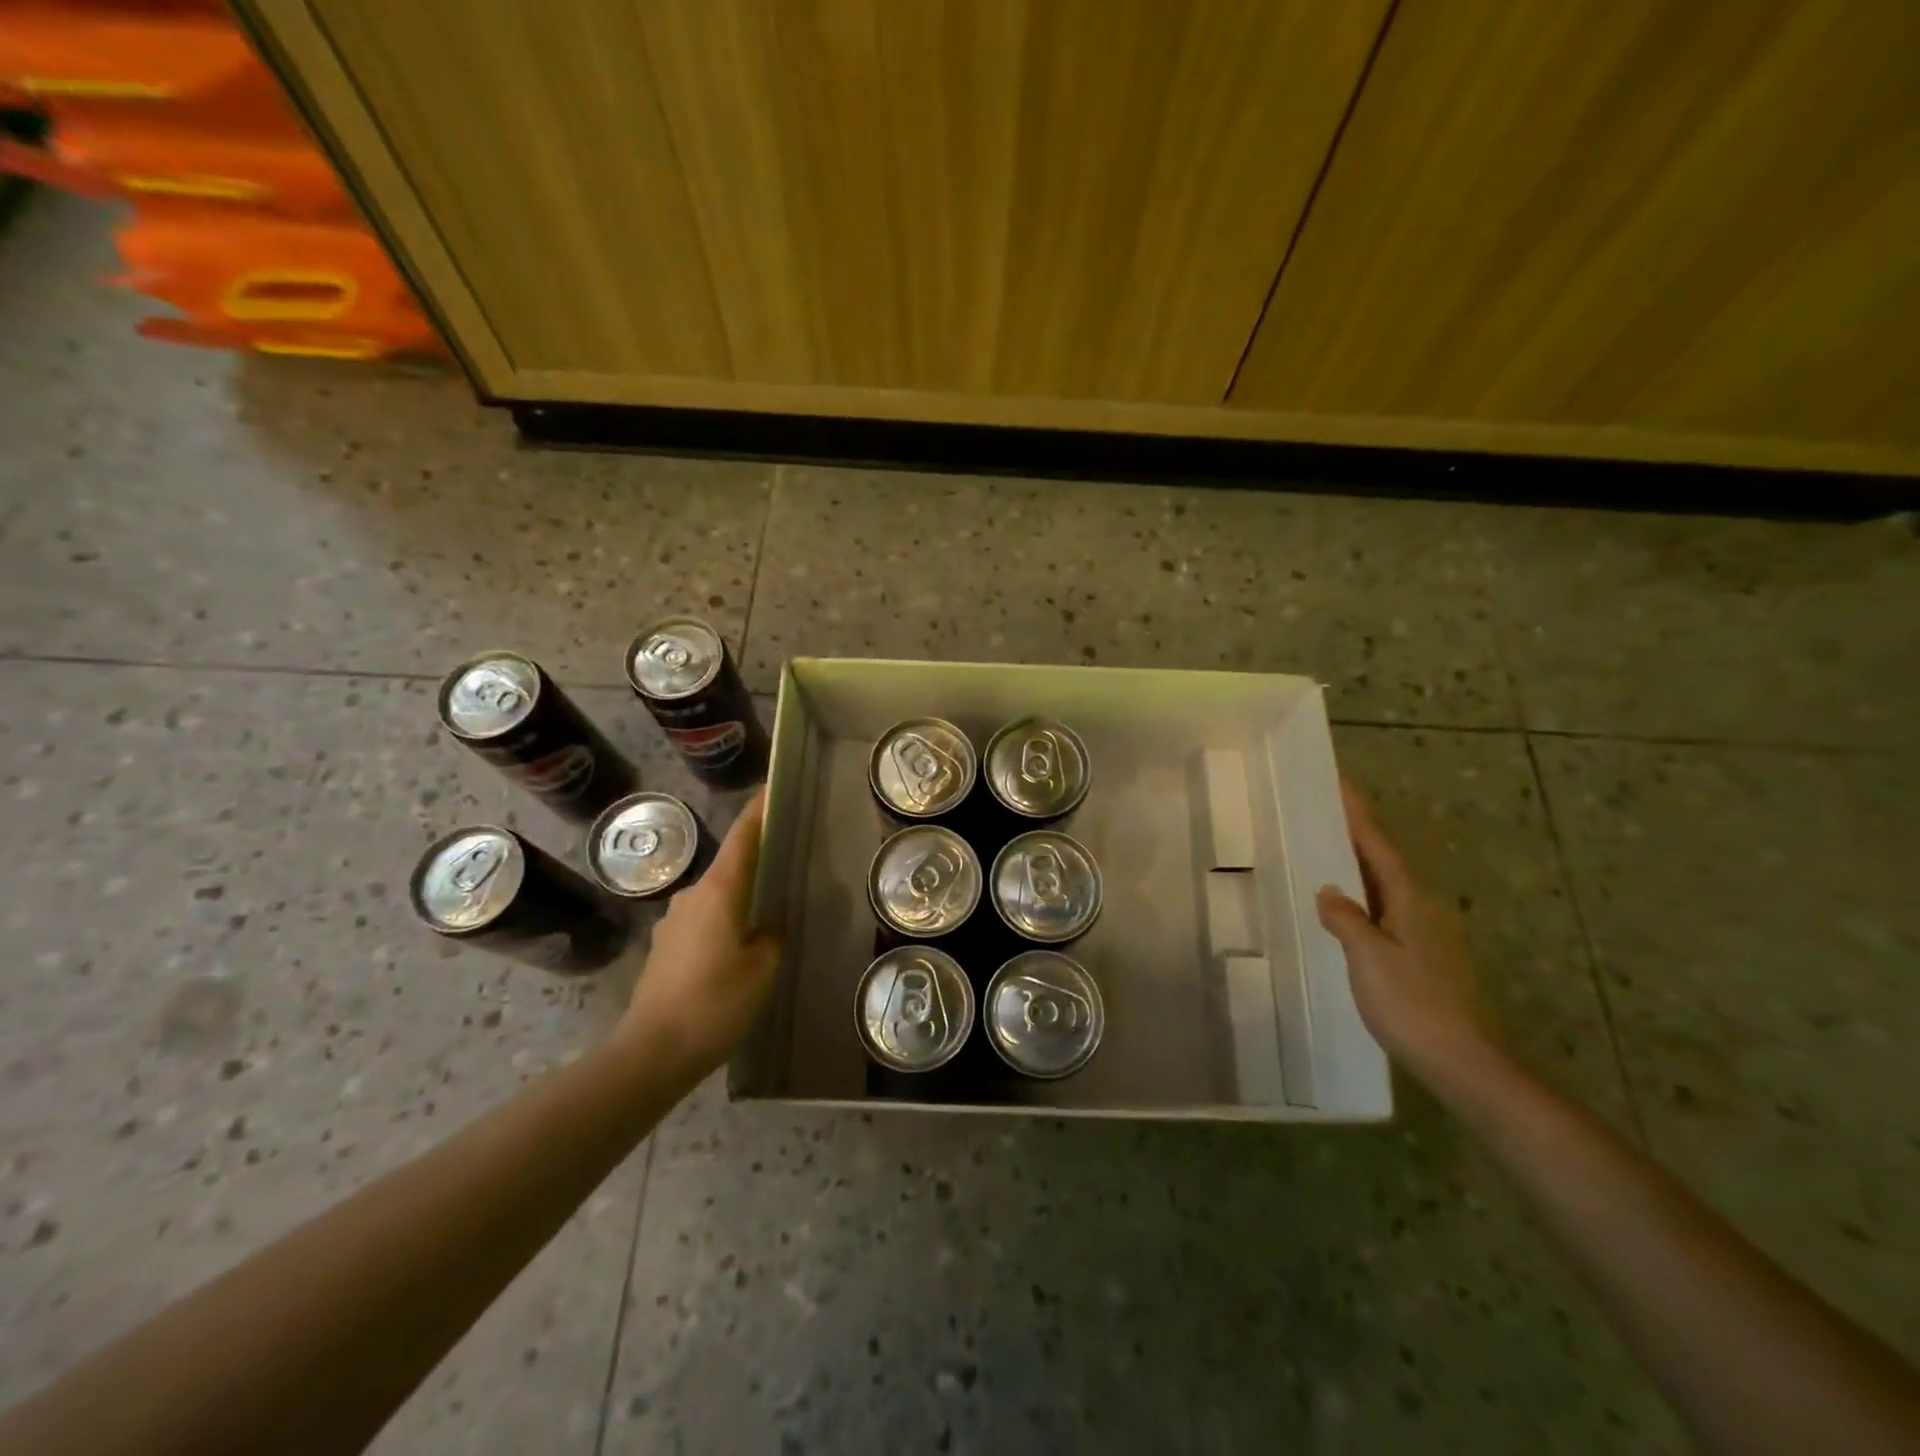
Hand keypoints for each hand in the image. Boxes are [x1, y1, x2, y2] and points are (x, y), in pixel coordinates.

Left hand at [617, 791, 781, 1091]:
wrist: (651, 1052)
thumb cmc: (715, 1003)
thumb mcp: (762, 968)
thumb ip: (772, 935)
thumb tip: (769, 922)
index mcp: (719, 890)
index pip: (742, 836)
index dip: (759, 810)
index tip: (775, 787)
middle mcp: (692, 896)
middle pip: (730, 864)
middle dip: (757, 858)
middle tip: (788, 861)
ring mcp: (673, 921)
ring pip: (716, 896)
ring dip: (740, 896)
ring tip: (767, 912)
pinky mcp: (665, 947)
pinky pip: (703, 920)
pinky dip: (724, 921)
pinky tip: (737, 949)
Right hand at [1316, 780, 1505, 1089]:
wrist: (1460, 1061)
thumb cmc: (1411, 1002)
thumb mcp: (1368, 956)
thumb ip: (1345, 918)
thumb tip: (1330, 890)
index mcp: (1410, 901)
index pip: (1379, 847)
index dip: (1358, 817)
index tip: (1340, 784)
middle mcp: (1423, 910)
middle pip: (1385, 863)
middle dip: (1357, 837)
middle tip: (1326, 814)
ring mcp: (1426, 936)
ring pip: (1386, 889)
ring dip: (1359, 868)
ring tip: (1328, 853)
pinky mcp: (1423, 959)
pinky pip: (1385, 913)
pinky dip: (1364, 899)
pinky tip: (1347, 911)